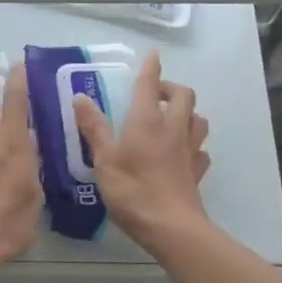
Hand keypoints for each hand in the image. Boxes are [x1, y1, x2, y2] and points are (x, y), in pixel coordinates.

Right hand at [72, 50, 210, 253]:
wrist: (171, 227)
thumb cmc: (132, 191)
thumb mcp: (104, 160)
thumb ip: (94, 128)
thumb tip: (80, 97)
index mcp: (147, 122)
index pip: (150, 85)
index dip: (151, 68)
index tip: (153, 55)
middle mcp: (172, 129)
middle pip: (184, 95)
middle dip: (172, 88)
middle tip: (156, 94)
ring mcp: (189, 150)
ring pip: (198, 119)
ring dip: (188, 112)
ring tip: (172, 118)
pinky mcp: (197, 171)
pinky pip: (201, 149)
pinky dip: (194, 144)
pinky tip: (183, 152)